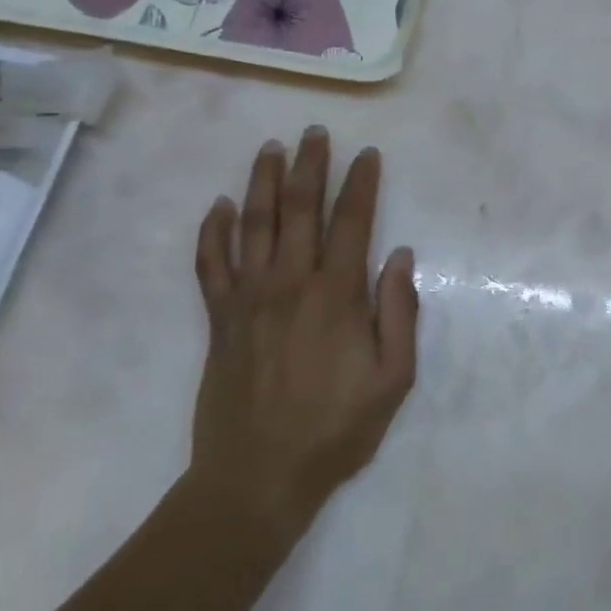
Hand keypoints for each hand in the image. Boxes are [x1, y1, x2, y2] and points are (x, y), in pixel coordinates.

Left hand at [187, 128, 417, 535]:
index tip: (367, 153)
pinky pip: (210, 265)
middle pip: (299, 209)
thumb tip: (399, 255)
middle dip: (309, 165)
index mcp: (336, 294)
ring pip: (253, 225)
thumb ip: (400, 312)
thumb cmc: (335, 428)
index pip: (352, 221)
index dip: (361, 183)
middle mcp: (290, 283)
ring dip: (262, 182)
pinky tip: (219, 206)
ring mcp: (248, 299)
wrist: (257, 478)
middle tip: (314, 132)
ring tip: (269, 148)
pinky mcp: (219, 319)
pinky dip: (213, 232)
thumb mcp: (393, 378)